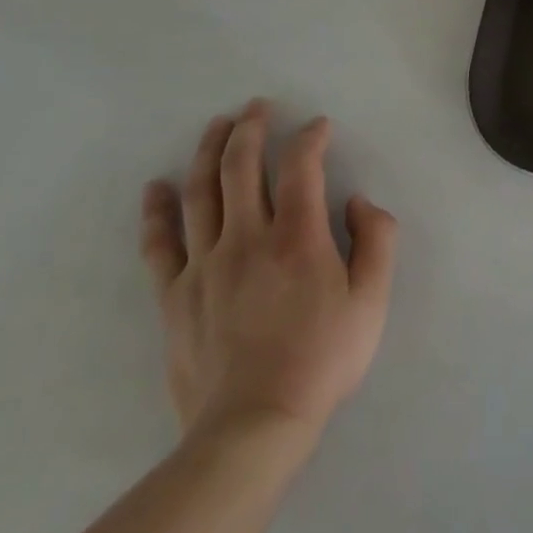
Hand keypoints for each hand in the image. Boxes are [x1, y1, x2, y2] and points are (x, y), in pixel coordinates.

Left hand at [139, 101, 396, 446]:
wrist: (252, 426)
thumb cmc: (322, 359)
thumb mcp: (373, 300)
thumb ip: (377, 240)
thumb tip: (358, 201)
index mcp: (298, 237)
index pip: (301, 167)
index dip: (310, 138)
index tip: (319, 125)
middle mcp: (247, 239)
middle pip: (240, 168)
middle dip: (251, 129)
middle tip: (257, 106)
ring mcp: (204, 265)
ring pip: (200, 193)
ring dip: (208, 152)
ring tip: (217, 125)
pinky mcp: (174, 296)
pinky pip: (160, 244)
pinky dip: (156, 211)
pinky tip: (155, 187)